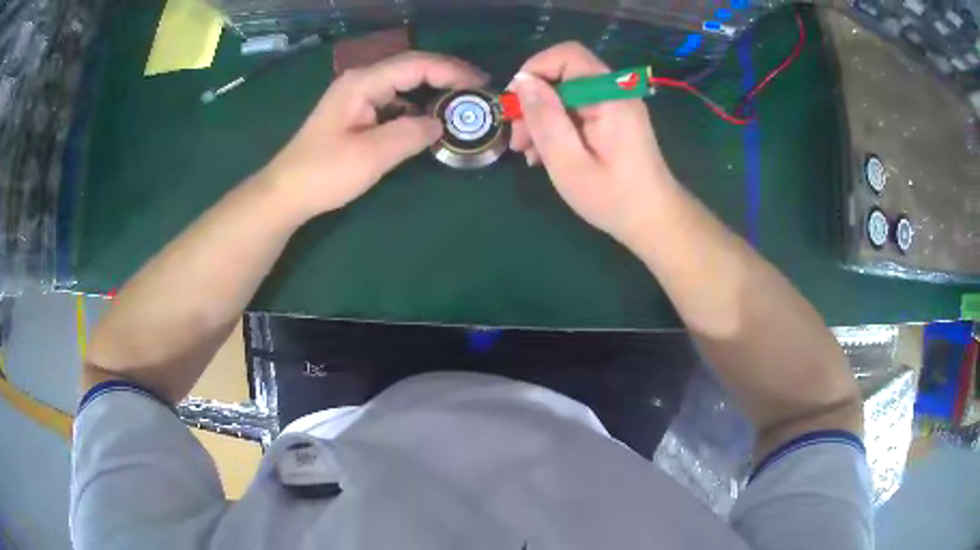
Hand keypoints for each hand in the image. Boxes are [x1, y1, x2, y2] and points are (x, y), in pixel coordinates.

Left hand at [262, 51, 487, 221]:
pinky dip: (417, 107)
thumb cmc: (324, 173)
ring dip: (433, 91)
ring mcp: (358, 97)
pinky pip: (395, 102)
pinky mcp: (357, 113)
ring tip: (462, 104)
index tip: (481, 84)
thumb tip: (441, 124)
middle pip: (412, 69)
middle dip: (447, 77)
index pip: (416, 65)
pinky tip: (431, 119)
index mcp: (363, 83)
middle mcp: (361, 81)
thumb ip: (411, 134)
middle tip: (478, 91)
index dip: (451, 71)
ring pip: (404, 85)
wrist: (286, 193)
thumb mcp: (371, 155)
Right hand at [509, 42, 677, 242]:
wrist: (654, 221)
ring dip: (541, 117)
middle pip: (564, 75)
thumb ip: (545, 119)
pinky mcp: (613, 119)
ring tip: (528, 153)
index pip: (567, 55)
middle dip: (534, 101)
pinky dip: (557, 126)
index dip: (535, 69)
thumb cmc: (613, 198)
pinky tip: (545, 153)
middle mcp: (615, 92)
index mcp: (609, 96)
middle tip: (517, 139)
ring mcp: (615, 105)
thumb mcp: (569, 162)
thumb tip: (523, 82)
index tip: (514, 102)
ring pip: (566, 94)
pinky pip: (577, 109)